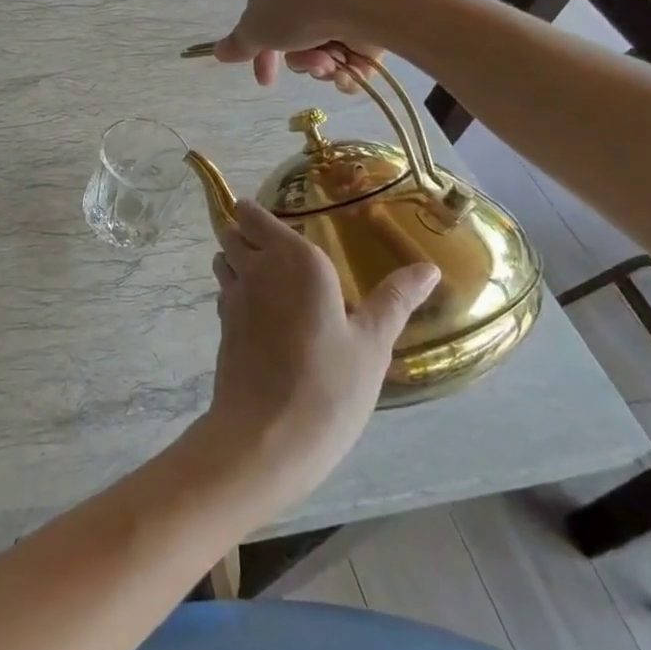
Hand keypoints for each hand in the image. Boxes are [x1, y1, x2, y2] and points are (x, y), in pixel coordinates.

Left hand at [203, 201, 440, 504]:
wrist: (267, 435)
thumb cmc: (329, 385)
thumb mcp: (373, 343)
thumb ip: (396, 299)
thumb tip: (428, 268)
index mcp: (296, 259)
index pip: (254, 214)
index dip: (257, 214)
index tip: (279, 223)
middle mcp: (258, 267)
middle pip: (233, 232)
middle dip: (247, 234)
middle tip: (281, 253)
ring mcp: (234, 296)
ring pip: (223, 259)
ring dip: (237, 260)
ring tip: (272, 281)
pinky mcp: (222, 324)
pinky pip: (225, 291)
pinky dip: (237, 291)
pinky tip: (264, 315)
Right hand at [211, 0, 385, 90]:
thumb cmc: (295, 8)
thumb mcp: (254, 31)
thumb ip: (237, 44)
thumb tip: (218, 52)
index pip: (257, 15)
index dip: (258, 51)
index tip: (265, 78)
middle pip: (291, 32)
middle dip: (298, 59)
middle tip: (310, 67)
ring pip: (320, 40)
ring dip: (321, 61)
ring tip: (331, 60)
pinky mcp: (367, 4)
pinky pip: (350, 42)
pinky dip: (348, 62)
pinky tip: (349, 67)